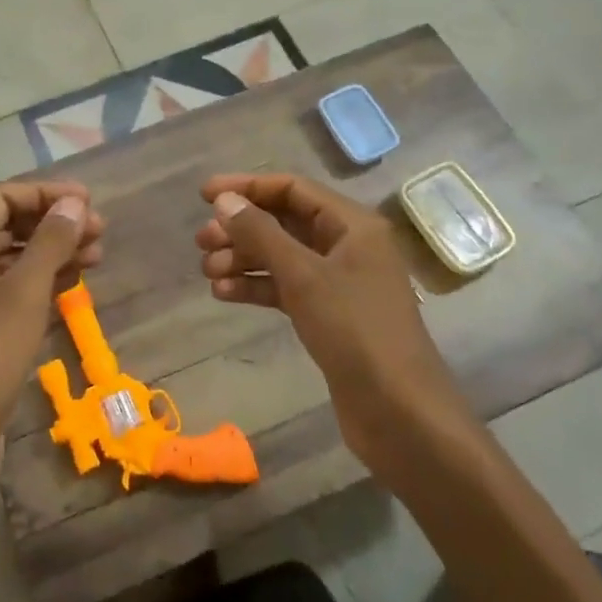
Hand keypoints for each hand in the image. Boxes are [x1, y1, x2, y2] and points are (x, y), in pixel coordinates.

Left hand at [0, 181, 104, 486]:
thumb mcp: (24, 293)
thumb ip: (49, 242)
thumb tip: (74, 202)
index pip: (2, 198)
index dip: (45, 193)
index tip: (87, 201)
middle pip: (10, 227)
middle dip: (54, 223)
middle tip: (100, 230)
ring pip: (15, 261)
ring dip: (54, 253)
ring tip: (96, 256)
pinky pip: (15, 292)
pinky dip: (44, 283)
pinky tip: (73, 286)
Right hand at [196, 173, 472, 469]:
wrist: (400, 413)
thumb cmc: (355, 331)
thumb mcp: (303, 276)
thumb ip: (261, 233)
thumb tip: (223, 200)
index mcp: (353, 225)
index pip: (293, 189)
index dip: (247, 187)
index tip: (204, 195)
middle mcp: (347, 246)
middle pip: (285, 222)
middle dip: (241, 228)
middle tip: (201, 241)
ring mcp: (338, 283)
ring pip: (282, 257)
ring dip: (244, 259)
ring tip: (207, 271)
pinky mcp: (328, 315)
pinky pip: (286, 288)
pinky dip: (256, 287)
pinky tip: (224, 293)